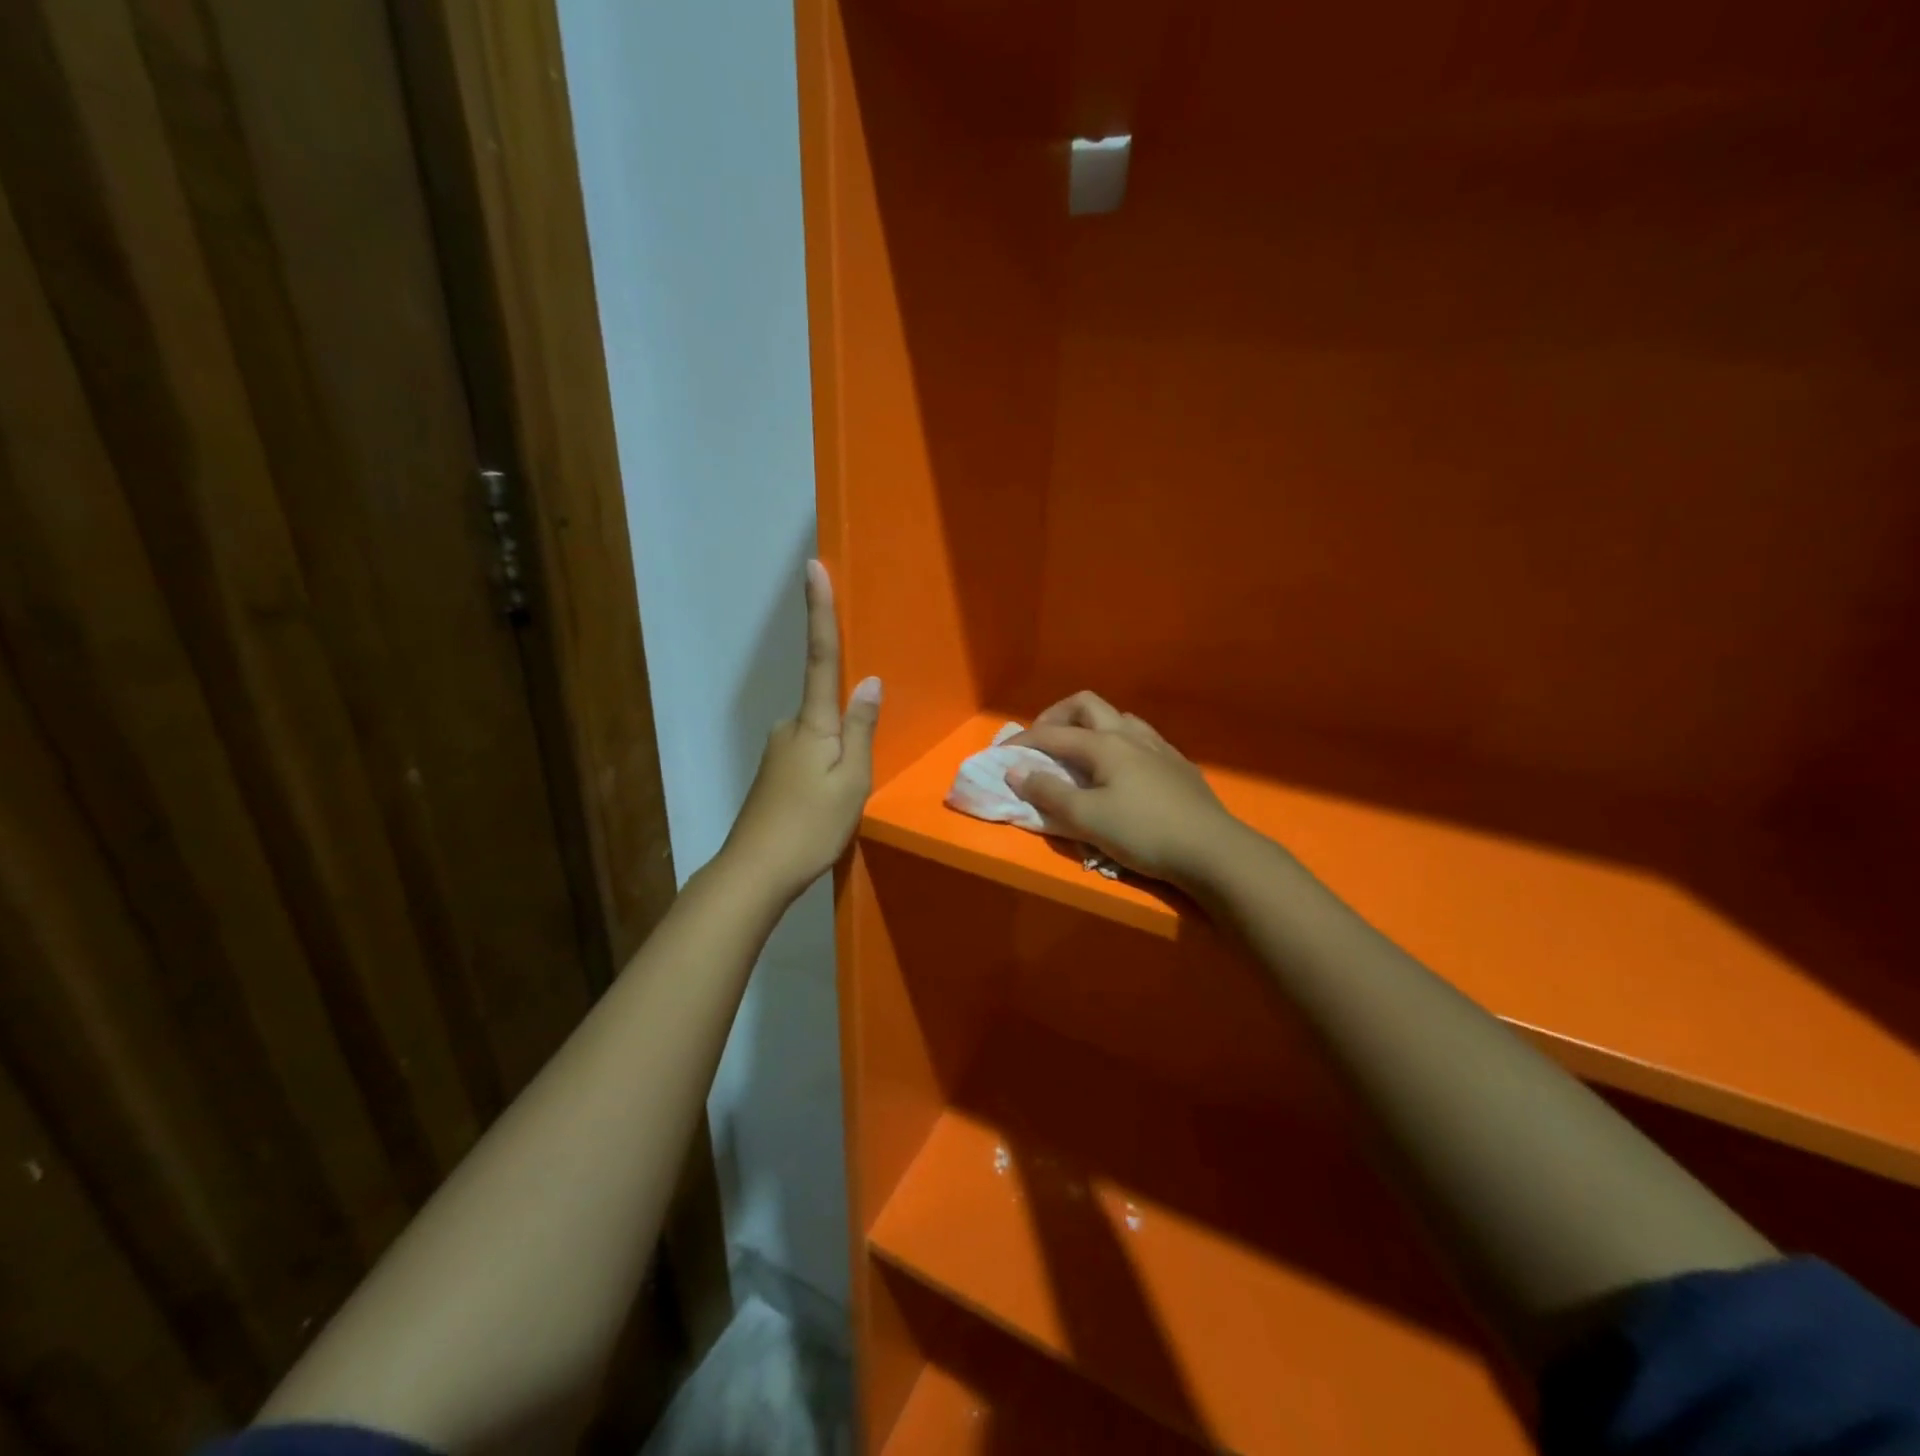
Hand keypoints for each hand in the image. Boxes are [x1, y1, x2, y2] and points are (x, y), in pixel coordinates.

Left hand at [720, 561, 880, 898]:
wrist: (755, 872)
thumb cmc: (810, 826)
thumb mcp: (851, 781)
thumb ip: (861, 729)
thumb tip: (870, 682)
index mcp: (812, 723)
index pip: (821, 656)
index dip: (819, 611)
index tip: (813, 567)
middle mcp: (790, 727)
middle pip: (826, 707)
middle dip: (848, 728)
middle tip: (854, 783)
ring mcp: (778, 750)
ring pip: (820, 737)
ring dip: (838, 758)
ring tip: (841, 806)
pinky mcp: (775, 772)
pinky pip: (810, 756)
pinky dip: (826, 771)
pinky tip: (827, 807)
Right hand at [1008, 692, 1246, 888]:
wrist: (1212, 850)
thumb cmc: (1143, 833)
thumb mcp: (1087, 819)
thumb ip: (1048, 792)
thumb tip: (1016, 771)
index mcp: (1105, 744)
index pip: (1052, 734)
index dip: (1022, 743)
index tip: (1000, 757)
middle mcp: (1130, 735)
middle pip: (1086, 705)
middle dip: (1057, 716)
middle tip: (1041, 743)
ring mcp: (1159, 747)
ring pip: (1118, 718)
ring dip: (1090, 727)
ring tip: (1080, 754)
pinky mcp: (1178, 765)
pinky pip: (1140, 738)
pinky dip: (1117, 743)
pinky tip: (1121, 771)